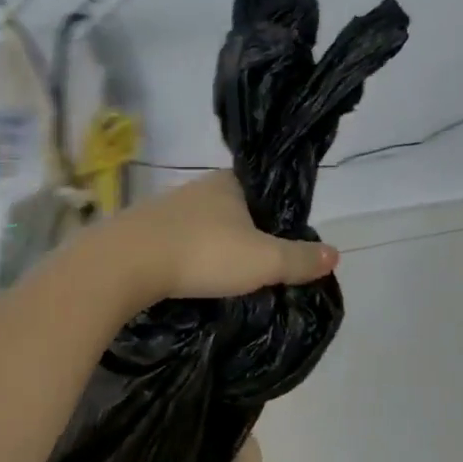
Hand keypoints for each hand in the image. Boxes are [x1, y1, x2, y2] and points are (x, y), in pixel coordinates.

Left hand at [103, 172, 336, 308]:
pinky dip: (186, 258)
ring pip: (200, 227)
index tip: (280, 242)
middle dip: (244, 234)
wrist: (126, 264)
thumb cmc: (204, 254)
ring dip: (212, 248)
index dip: (274, 214)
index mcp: (228, 183)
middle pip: (231, 209)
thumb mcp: (263, 261)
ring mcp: (164, 209)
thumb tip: (336, 254)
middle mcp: (196, 188)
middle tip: (256, 267)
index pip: (260, 191)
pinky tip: (189, 278)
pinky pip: (174, 244)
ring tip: (224, 278)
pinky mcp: (140, 232)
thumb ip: (298, 259)